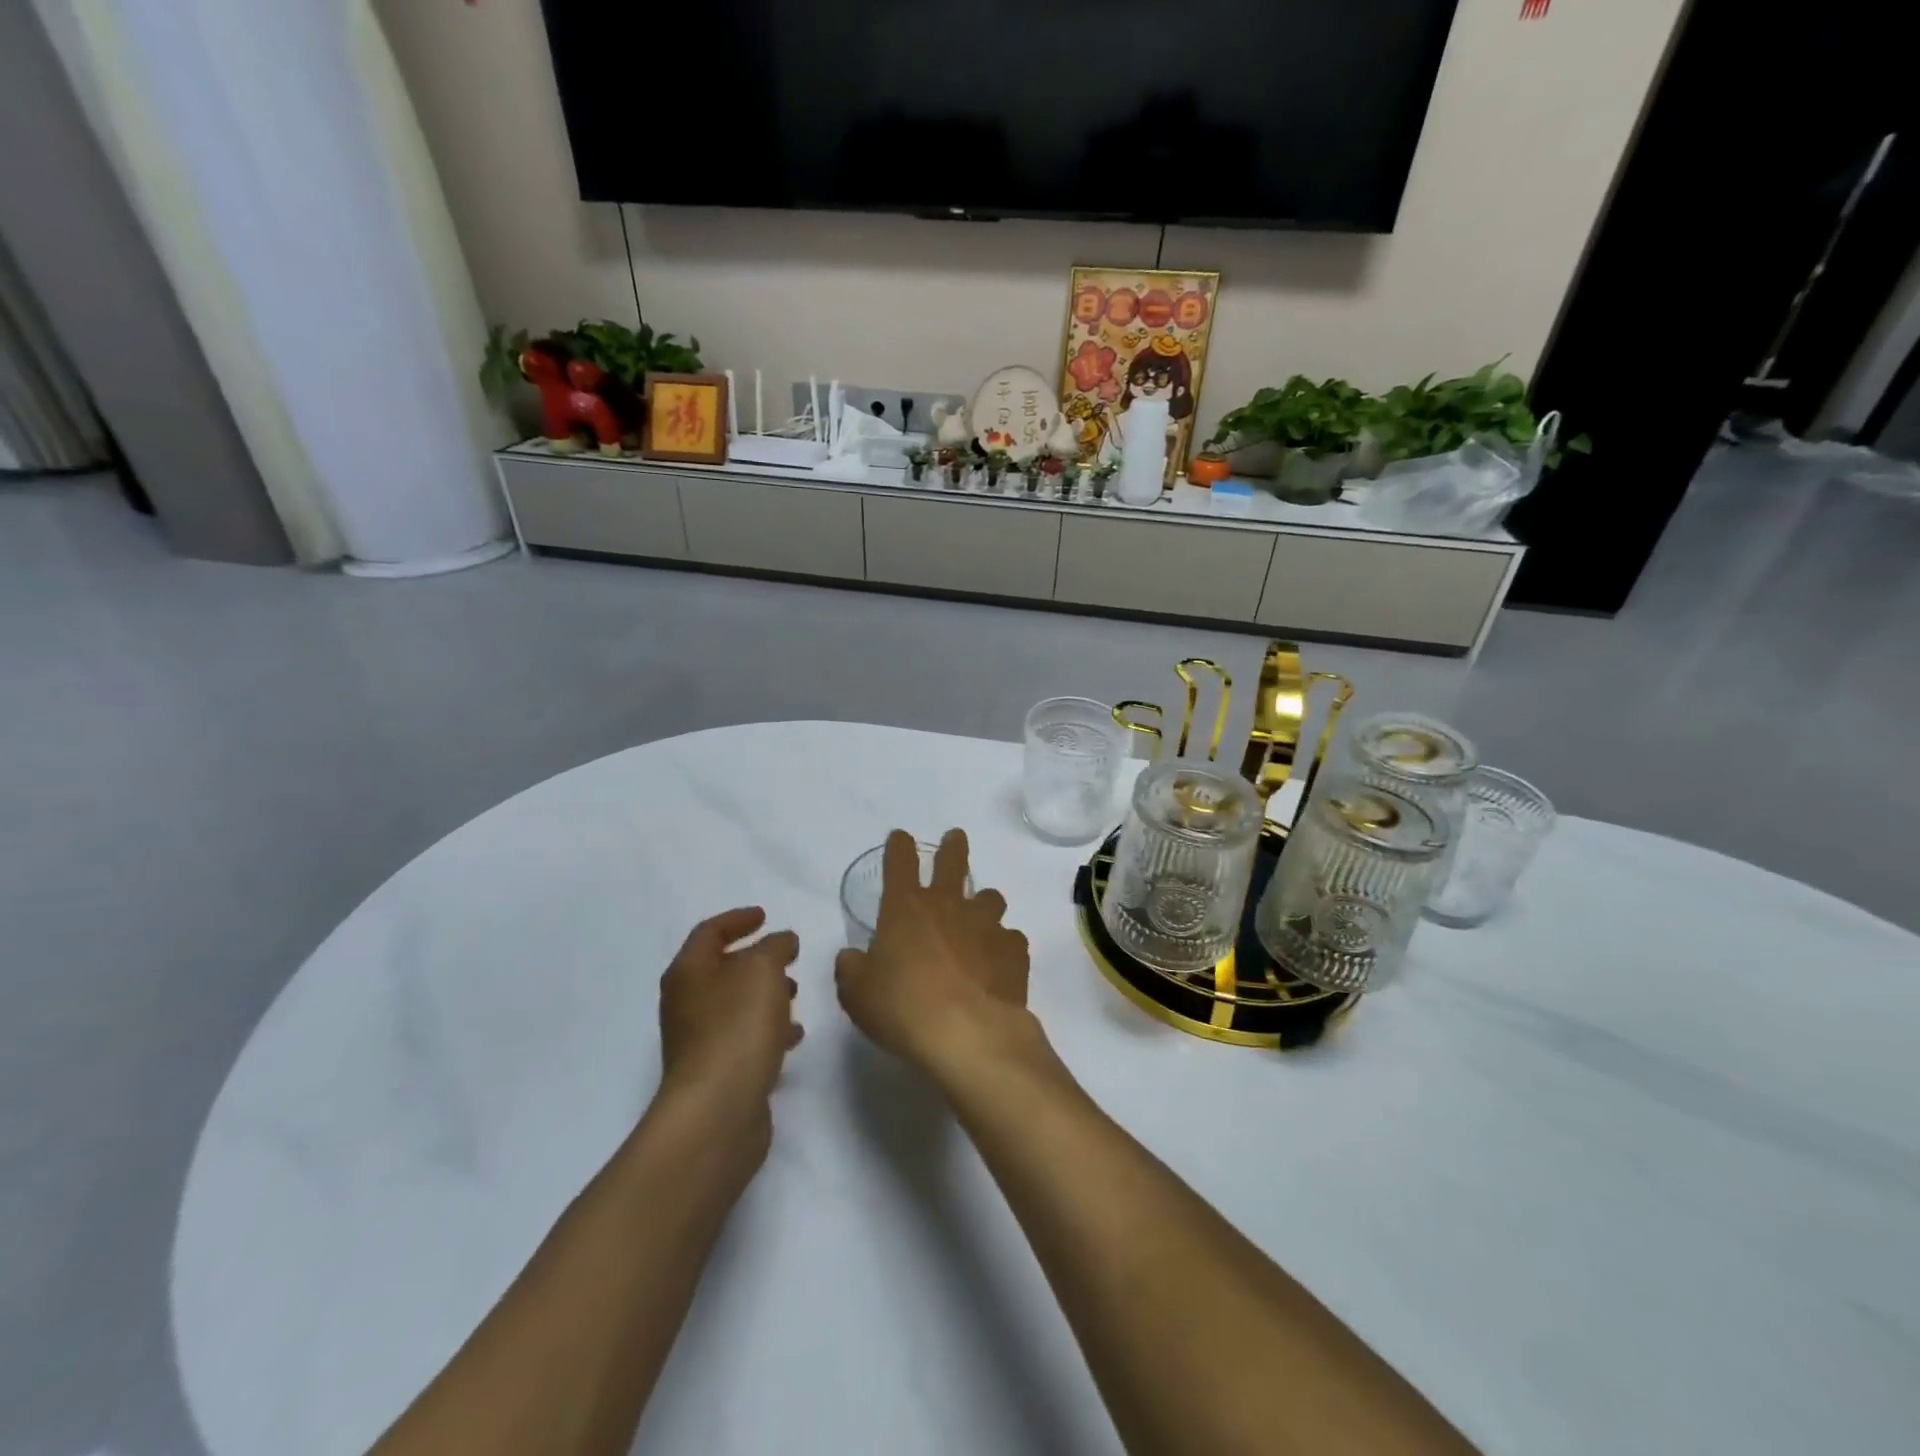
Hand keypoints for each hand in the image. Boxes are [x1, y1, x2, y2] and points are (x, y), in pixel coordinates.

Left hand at [657, 908, 801, 1154]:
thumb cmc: (737, 1027)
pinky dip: (768, 1028)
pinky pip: (744, 1038)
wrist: (718, 1111)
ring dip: (765, 994)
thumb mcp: (763, 970)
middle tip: (787, 955)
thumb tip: (781, 941)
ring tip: (796, 992)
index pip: (710, 932)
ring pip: (736, 1005)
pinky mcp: (717, 1072)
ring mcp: (699, 1041)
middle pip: (721, 969)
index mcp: (689, 973)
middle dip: (756, 960)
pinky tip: (794, 1035)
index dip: (738, 919)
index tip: (765, 916)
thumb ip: (775, 947)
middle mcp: (686, 1004)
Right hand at [834, 829, 1037, 1083]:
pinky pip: (1010, 938)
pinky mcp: (1013, 950)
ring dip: (983, 902)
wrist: (968, 1034)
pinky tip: (998, 962)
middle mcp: (947, 906)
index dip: (899, 847)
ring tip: (980, 915)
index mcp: (905, 909)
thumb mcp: (858, 995)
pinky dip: (1003, 946)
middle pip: (953, 862)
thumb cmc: (903, 1009)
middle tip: (955, 838)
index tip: (900, 837)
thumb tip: (851, 958)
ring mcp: (985, 925)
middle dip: (953, 847)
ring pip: (990, 897)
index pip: (900, 863)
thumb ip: (852, 971)